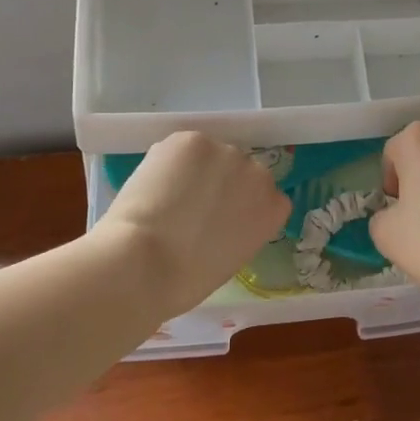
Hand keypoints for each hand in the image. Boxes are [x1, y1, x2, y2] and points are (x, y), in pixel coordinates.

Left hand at [98, 131, 289, 316]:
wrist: (146, 262)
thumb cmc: (186, 280)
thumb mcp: (230, 259)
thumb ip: (237, 229)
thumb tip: (216, 218)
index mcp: (273, 208)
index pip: (265, 194)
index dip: (239, 203)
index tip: (220, 217)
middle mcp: (257, 173)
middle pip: (238, 169)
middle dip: (219, 182)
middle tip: (189, 206)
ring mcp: (225, 151)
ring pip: (209, 156)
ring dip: (193, 170)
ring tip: (165, 196)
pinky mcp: (192, 139)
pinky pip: (183, 147)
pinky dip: (169, 161)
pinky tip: (154, 184)